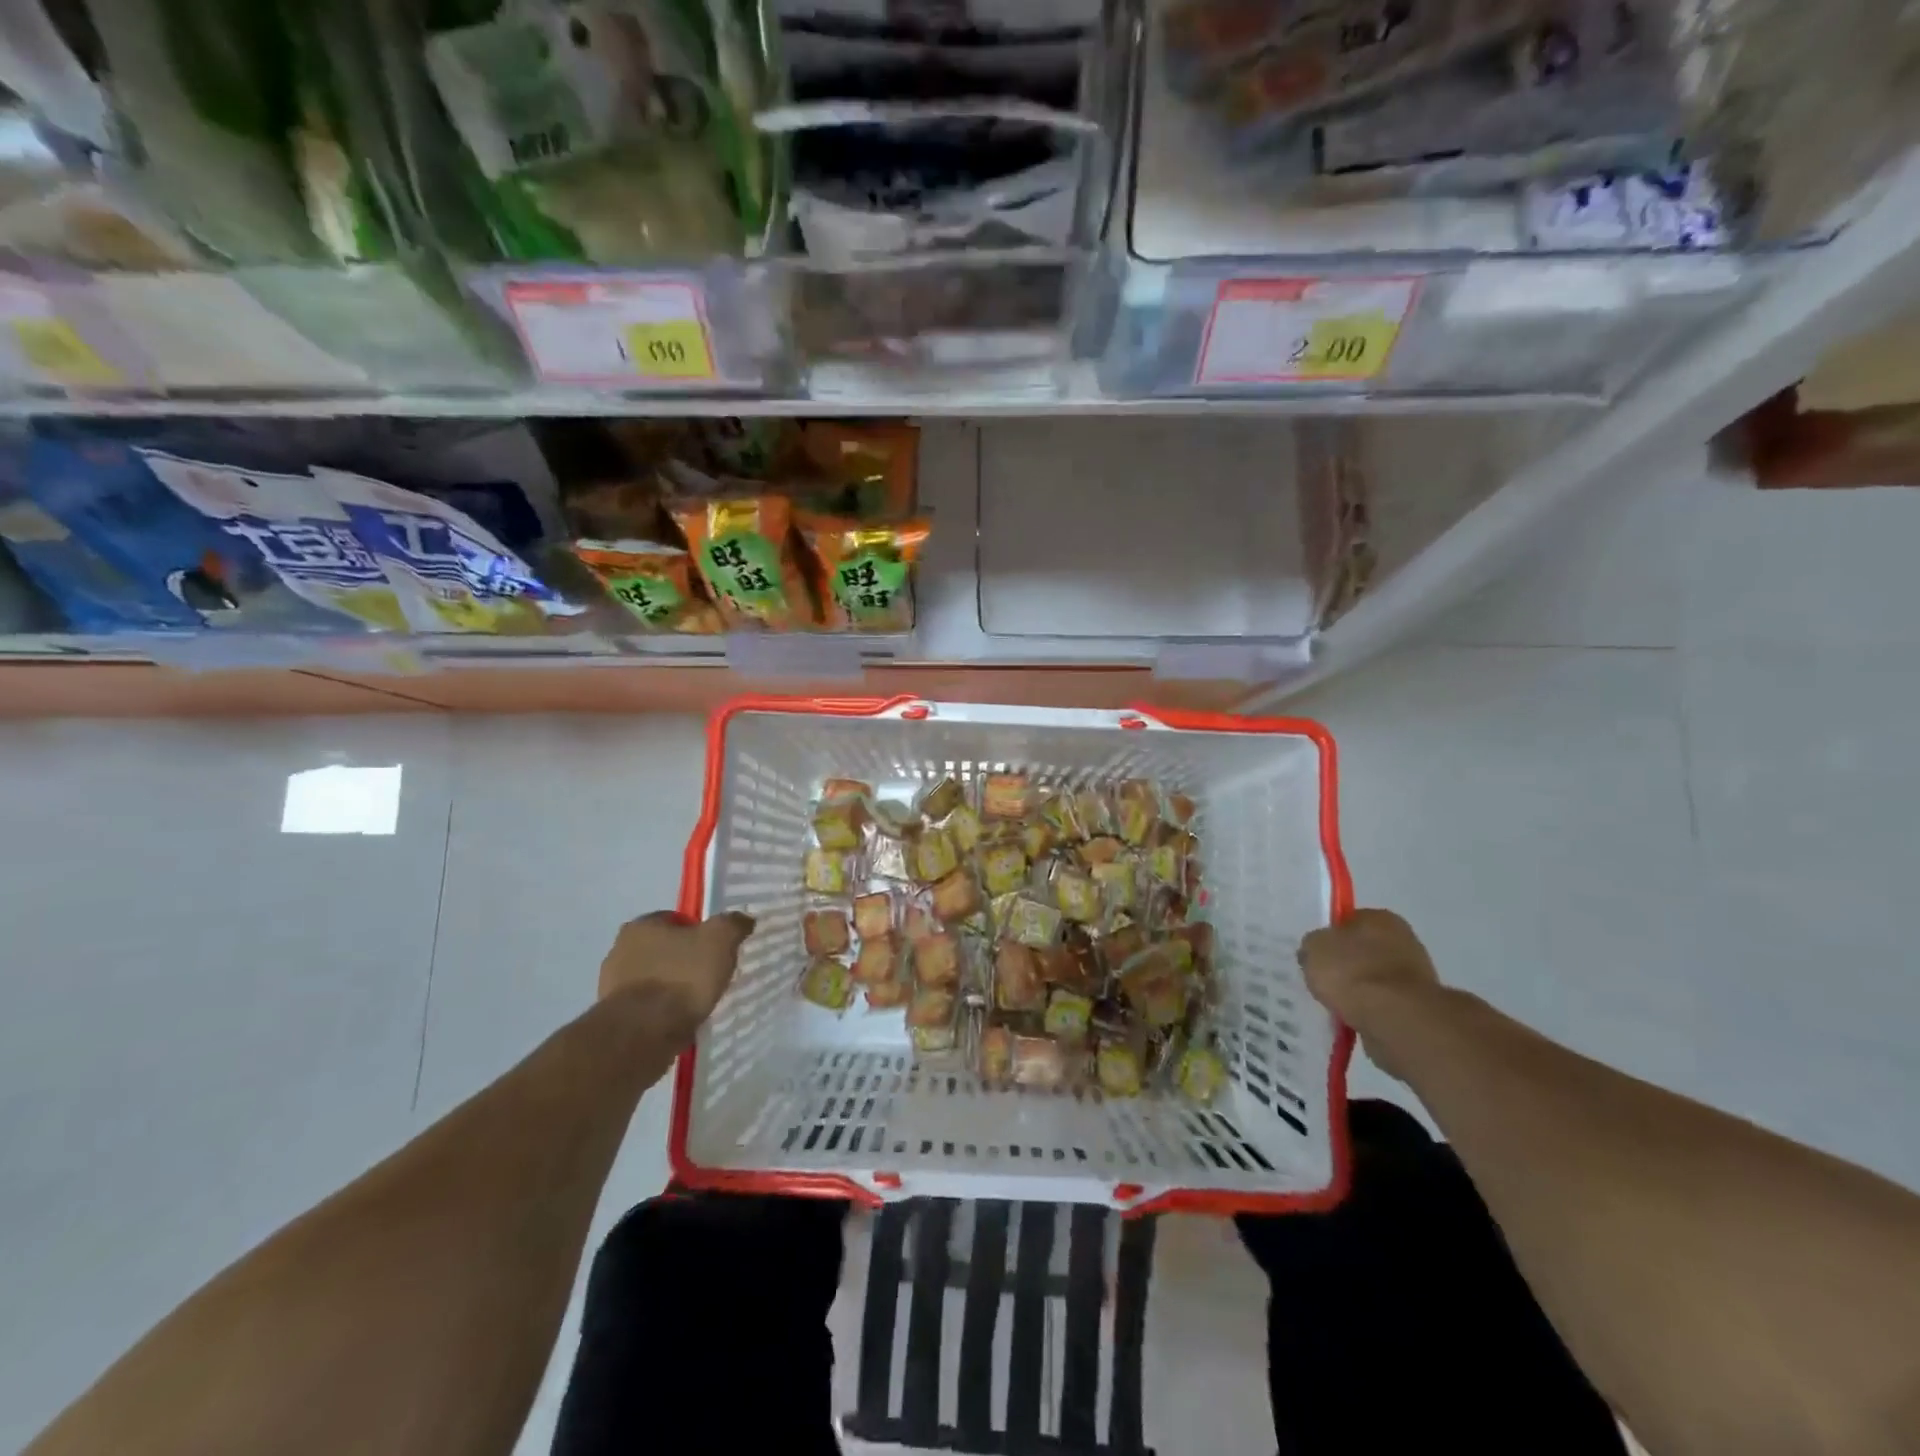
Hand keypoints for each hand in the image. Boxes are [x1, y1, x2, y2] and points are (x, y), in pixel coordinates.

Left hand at [598, 911, 755, 1032]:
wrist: (643, 1034)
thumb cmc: (681, 977)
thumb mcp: (719, 940)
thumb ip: (733, 924)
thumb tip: (743, 919)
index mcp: (641, 925)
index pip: (677, 920)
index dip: (700, 932)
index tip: (717, 950)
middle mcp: (620, 950)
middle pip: (664, 949)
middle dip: (684, 960)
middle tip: (709, 975)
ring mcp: (612, 986)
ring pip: (655, 979)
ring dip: (673, 987)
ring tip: (697, 1002)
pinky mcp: (614, 1017)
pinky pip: (647, 1007)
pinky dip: (663, 1011)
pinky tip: (680, 1021)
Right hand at [1299, 910, 1440, 1078]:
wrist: (1395, 1018)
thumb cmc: (1352, 972)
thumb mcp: (1313, 948)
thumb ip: (1312, 945)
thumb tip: (1315, 952)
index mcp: (1380, 918)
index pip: (1348, 921)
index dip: (1329, 937)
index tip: (1315, 955)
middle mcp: (1403, 940)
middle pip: (1363, 950)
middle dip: (1345, 964)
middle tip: (1323, 979)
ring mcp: (1415, 975)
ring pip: (1374, 978)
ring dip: (1358, 990)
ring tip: (1336, 1004)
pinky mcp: (1418, 1006)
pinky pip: (1383, 1003)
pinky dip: (1369, 1010)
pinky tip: (1353, 1018)